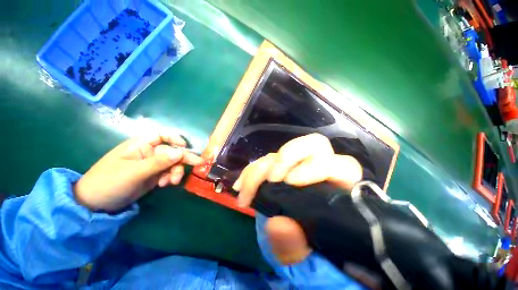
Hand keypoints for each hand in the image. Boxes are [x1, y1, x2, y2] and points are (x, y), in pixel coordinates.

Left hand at [74, 132, 201, 211]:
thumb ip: (159, 162)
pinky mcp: (153, 176)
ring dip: (176, 171)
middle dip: (182, 159)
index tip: (185, 147)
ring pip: (173, 163)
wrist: (95, 204)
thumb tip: (181, 153)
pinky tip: (165, 185)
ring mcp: (152, 165)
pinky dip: (170, 178)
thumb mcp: (134, 172)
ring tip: (171, 182)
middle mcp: (149, 153)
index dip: (175, 138)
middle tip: (199, 164)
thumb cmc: (109, 182)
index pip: (162, 135)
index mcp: (140, 145)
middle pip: (172, 151)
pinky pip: (169, 173)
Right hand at [233, 133, 361, 264]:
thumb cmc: (315, 259)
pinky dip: (251, 171)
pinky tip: (241, 186)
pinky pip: (267, 161)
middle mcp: (321, 173)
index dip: (316, 167)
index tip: (289, 181)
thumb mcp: (309, 264)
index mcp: (341, 192)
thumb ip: (298, 249)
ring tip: (244, 190)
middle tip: (270, 178)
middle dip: (289, 155)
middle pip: (314, 145)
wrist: (300, 251)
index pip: (342, 166)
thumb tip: (279, 224)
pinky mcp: (282, 171)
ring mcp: (299, 169)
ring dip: (260, 168)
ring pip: (283, 153)